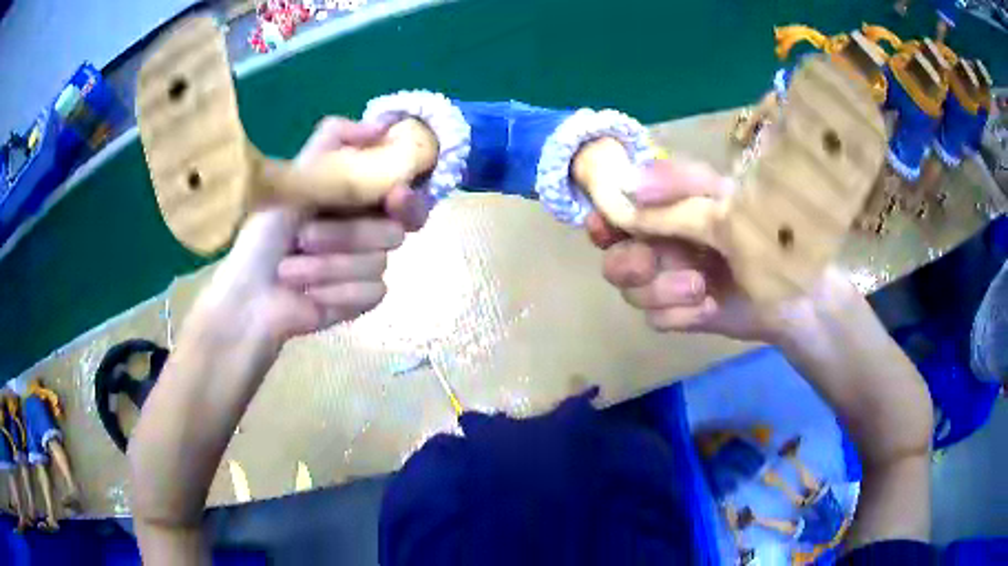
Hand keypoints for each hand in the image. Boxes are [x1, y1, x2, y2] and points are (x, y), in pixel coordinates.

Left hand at [193, 117, 430, 345]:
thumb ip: (334, 140)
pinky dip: (336, 291)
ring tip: (289, 269)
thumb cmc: (265, 234)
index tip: (394, 195)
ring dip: (328, 265)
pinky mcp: (363, 299)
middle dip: (346, 235)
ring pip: (379, 261)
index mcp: (357, 200)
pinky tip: (308, 295)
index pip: (405, 195)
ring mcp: (368, 266)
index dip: (408, 196)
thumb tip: (383, 124)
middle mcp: (368, 230)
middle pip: (395, 230)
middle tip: (304, 237)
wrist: (249, 294)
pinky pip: (372, 291)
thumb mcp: (295, 176)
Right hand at [587, 159, 850, 342]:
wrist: (794, 296)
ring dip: (661, 291)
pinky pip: (655, 319)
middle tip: (649, 262)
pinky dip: (679, 315)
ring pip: (631, 292)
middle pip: (613, 257)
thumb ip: (677, 193)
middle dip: (628, 263)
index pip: (619, 208)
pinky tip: (707, 307)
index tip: (604, 228)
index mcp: (672, 208)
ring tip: (700, 288)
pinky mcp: (679, 313)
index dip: (603, 219)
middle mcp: (664, 243)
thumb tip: (626, 182)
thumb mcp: (726, 204)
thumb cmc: (767, 238)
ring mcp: (670, 280)